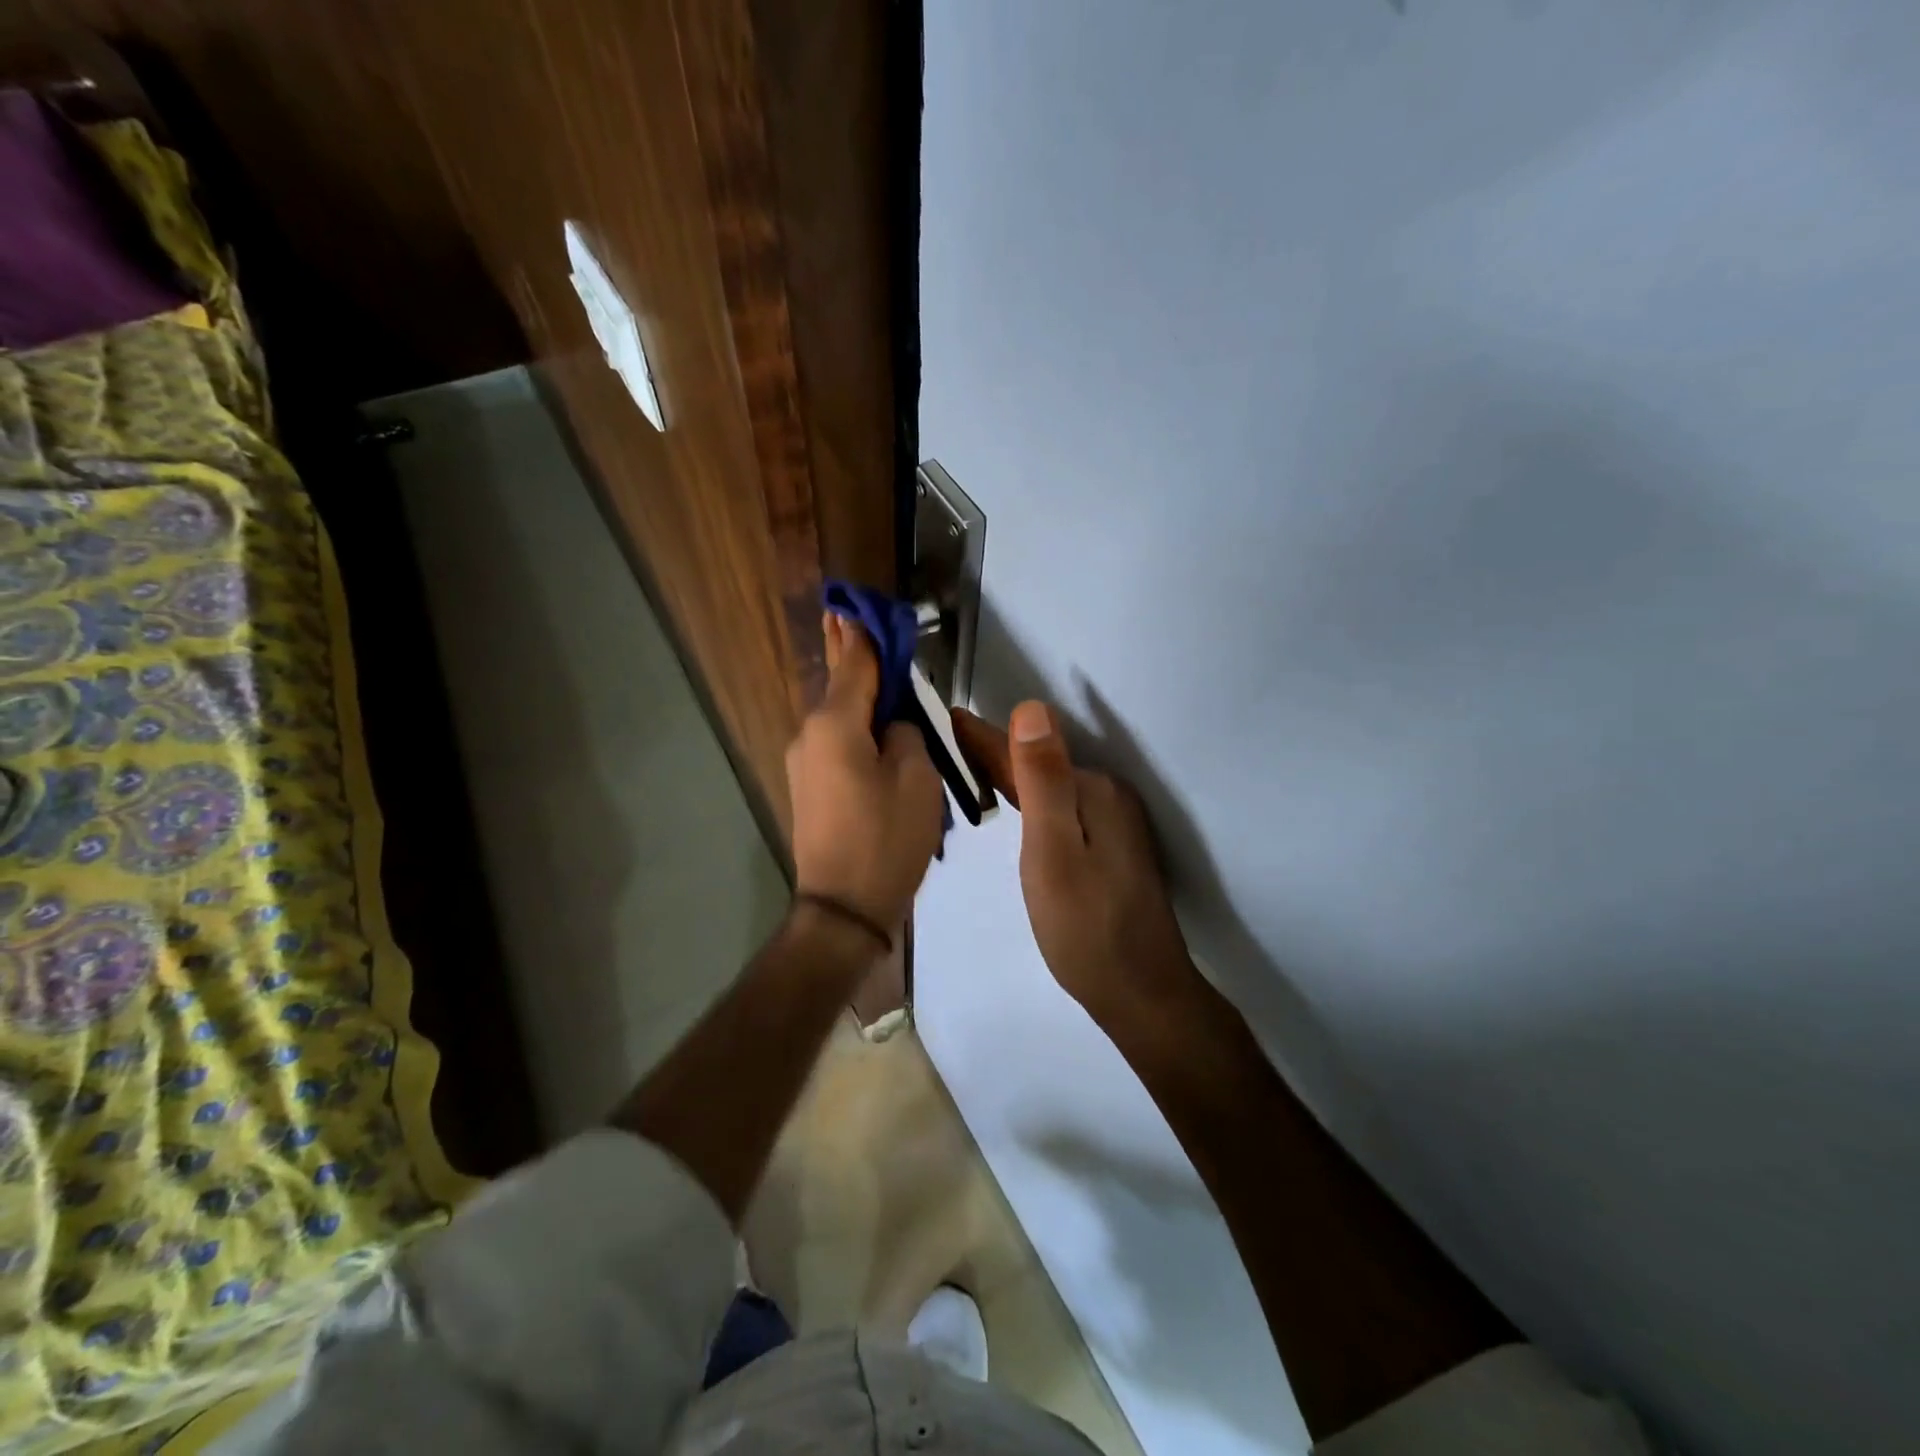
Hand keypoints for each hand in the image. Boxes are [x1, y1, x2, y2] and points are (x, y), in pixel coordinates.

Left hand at [787, 614, 945, 932]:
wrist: (843, 909)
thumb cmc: (886, 839)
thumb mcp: (917, 778)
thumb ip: (907, 734)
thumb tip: (894, 725)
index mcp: (835, 725)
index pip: (855, 663)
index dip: (864, 633)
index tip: (859, 603)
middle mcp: (809, 735)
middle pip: (840, 687)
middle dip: (851, 654)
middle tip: (850, 617)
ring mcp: (804, 764)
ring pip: (839, 718)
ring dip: (859, 698)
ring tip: (878, 676)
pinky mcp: (809, 789)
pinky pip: (836, 745)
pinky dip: (855, 729)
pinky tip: (874, 728)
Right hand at [952, 702, 1198, 1029]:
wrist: (1141, 993)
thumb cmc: (1085, 927)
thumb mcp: (1054, 851)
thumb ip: (1043, 780)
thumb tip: (1032, 708)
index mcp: (1093, 791)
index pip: (1027, 752)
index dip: (984, 738)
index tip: (949, 718)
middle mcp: (1109, 797)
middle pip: (1039, 765)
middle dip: (996, 752)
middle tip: (949, 742)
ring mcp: (1115, 823)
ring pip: (1051, 787)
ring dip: (1013, 774)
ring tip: (971, 767)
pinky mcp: (1113, 847)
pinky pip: (1063, 807)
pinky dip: (1033, 800)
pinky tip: (1016, 806)